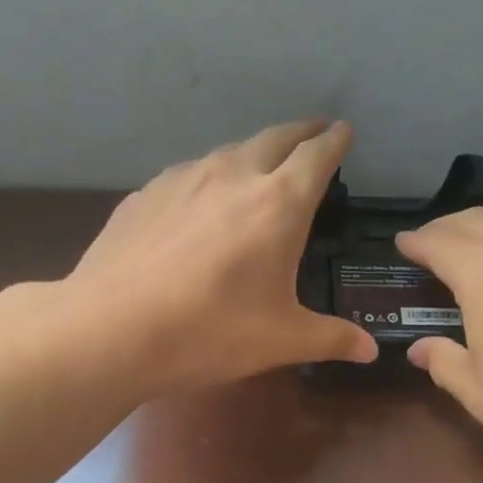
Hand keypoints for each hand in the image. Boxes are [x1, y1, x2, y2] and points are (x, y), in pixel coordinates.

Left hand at [61, 120, 377, 389]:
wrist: (112, 328)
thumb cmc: (211, 331)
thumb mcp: (281, 340)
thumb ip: (331, 338)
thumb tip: (369, 351)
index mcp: (278, 203)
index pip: (317, 156)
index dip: (335, 141)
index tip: (344, 132)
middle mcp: (233, 175)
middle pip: (275, 137)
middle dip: (301, 133)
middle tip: (314, 134)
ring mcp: (183, 179)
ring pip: (229, 152)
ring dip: (253, 153)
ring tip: (259, 166)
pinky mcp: (145, 194)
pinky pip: (188, 174)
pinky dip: (208, 177)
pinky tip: (199, 202)